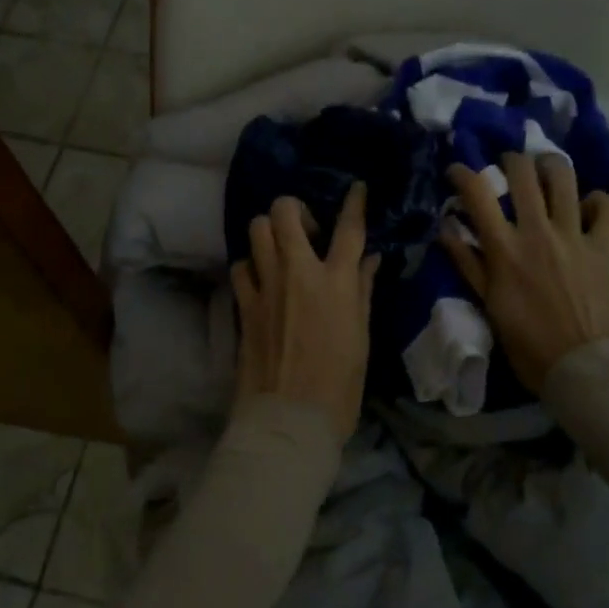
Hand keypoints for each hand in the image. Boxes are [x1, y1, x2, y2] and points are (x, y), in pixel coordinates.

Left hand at [230, 184, 379, 440]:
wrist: (289, 420)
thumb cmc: (339, 385)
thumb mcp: (361, 336)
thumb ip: (361, 290)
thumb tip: (367, 259)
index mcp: (335, 281)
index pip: (348, 228)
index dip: (353, 202)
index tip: (355, 187)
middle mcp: (297, 272)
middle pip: (285, 212)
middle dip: (294, 208)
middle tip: (306, 230)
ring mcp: (265, 286)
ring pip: (256, 230)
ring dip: (269, 232)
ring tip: (280, 251)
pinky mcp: (243, 305)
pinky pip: (241, 266)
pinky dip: (251, 265)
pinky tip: (261, 279)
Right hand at [439, 152, 608, 392]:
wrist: (587, 371)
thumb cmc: (530, 346)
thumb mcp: (489, 306)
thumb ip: (469, 264)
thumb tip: (446, 229)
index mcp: (505, 249)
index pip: (477, 192)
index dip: (462, 172)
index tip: (456, 171)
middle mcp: (538, 232)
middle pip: (522, 172)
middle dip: (509, 159)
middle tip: (506, 167)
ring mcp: (575, 236)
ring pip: (564, 177)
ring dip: (550, 166)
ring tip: (544, 171)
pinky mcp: (605, 247)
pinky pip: (608, 207)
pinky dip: (598, 201)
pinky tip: (587, 207)